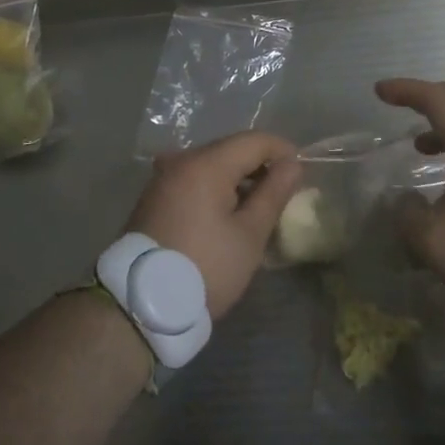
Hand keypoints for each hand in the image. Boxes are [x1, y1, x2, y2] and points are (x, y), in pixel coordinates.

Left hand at [126, 131, 302, 321]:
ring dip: (237, 179)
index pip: (254, 140)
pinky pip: (193, 180)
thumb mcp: (249, 234)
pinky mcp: (153, 198)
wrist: (142, 303)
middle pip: (229, 149)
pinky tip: (227, 215)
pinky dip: (215, 189)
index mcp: (205, 164)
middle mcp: (180, 161)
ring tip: (258, 208)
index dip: (283, 151)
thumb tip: (292, 164)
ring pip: (210, 165)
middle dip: (260, 166)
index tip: (302, 174)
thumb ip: (273, 194)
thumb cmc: (206, 267)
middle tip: (283, 194)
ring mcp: (162, 178)